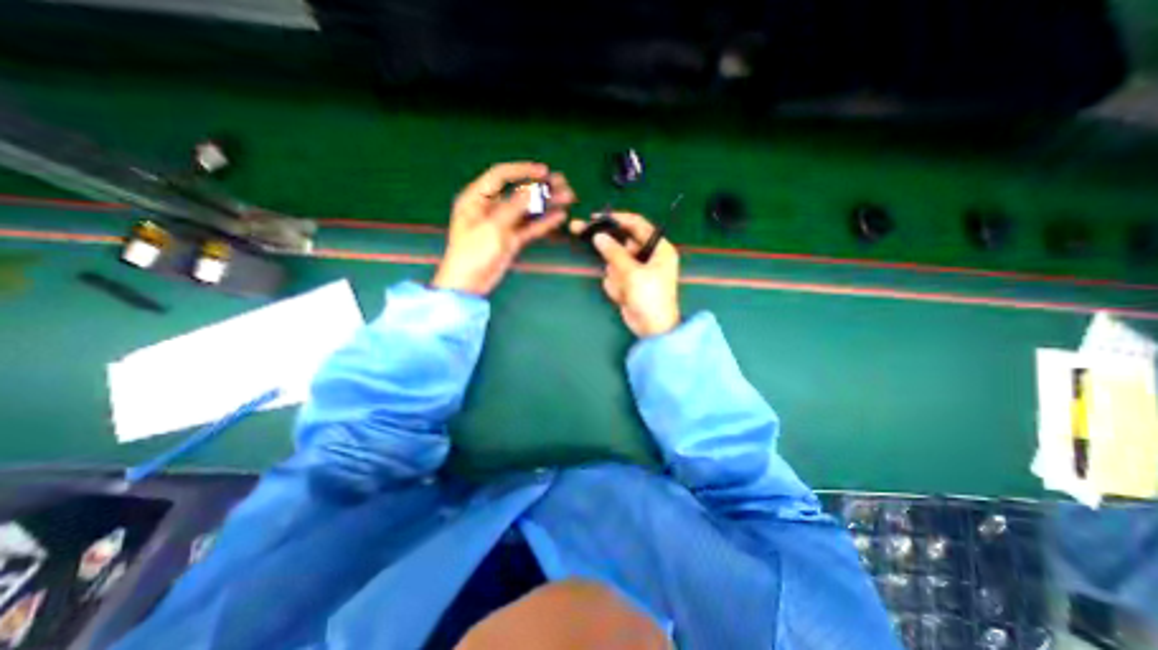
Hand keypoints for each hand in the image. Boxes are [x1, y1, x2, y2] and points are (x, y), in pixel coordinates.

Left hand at [433, 162, 575, 296]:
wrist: (469, 283)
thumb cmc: (473, 252)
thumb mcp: (492, 226)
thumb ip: (514, 207)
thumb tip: (533, 189)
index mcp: (477, 198)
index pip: (501, 176)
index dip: (523, 170)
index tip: (544, 172)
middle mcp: (491, 207)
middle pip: (519, 192)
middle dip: (541, 187)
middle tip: (562, 182)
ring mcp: (504, 224)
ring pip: (528, 210)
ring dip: (547, 204)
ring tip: (568, 197)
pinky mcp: (512, 239)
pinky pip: (530, 227)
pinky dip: (544, 222)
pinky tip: (559, 216)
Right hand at [568, 214, 680, 337]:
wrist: (652, 328)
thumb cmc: (649, 297)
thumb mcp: (633, 273)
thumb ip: (614, 252)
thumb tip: (598, 236)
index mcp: (658, 248)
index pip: (637, 224)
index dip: (617, 219)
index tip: (596, 217)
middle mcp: (648, 255)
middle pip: (621, 242)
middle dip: (608, 249)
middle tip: (580, 231)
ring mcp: (637, 270)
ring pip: (613, 262)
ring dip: (615, 276)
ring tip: (626, 290)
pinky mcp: (628, 282)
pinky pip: (613, 277)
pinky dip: (616, 286)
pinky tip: (625, 297)